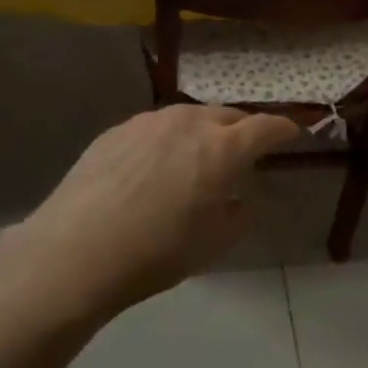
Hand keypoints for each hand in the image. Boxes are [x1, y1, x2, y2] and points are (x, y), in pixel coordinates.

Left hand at [0, 105, 300, 319]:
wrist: (76, 252)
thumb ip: (240, 214)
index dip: (283, 130)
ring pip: (189, 117)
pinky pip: (156, 128)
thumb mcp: (215, 244)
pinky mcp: (116, 130)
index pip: (266, 127)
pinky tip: (154, 166)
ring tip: (197, 157)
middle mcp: (190, 123)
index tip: (291, 135)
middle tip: (244, 151)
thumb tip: (240, 198)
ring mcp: (149, 122)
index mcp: (223, 149)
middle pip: (228, 116)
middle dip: (243, 130)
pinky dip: (168, 140)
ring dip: (203, 132)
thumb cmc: (157, 252)